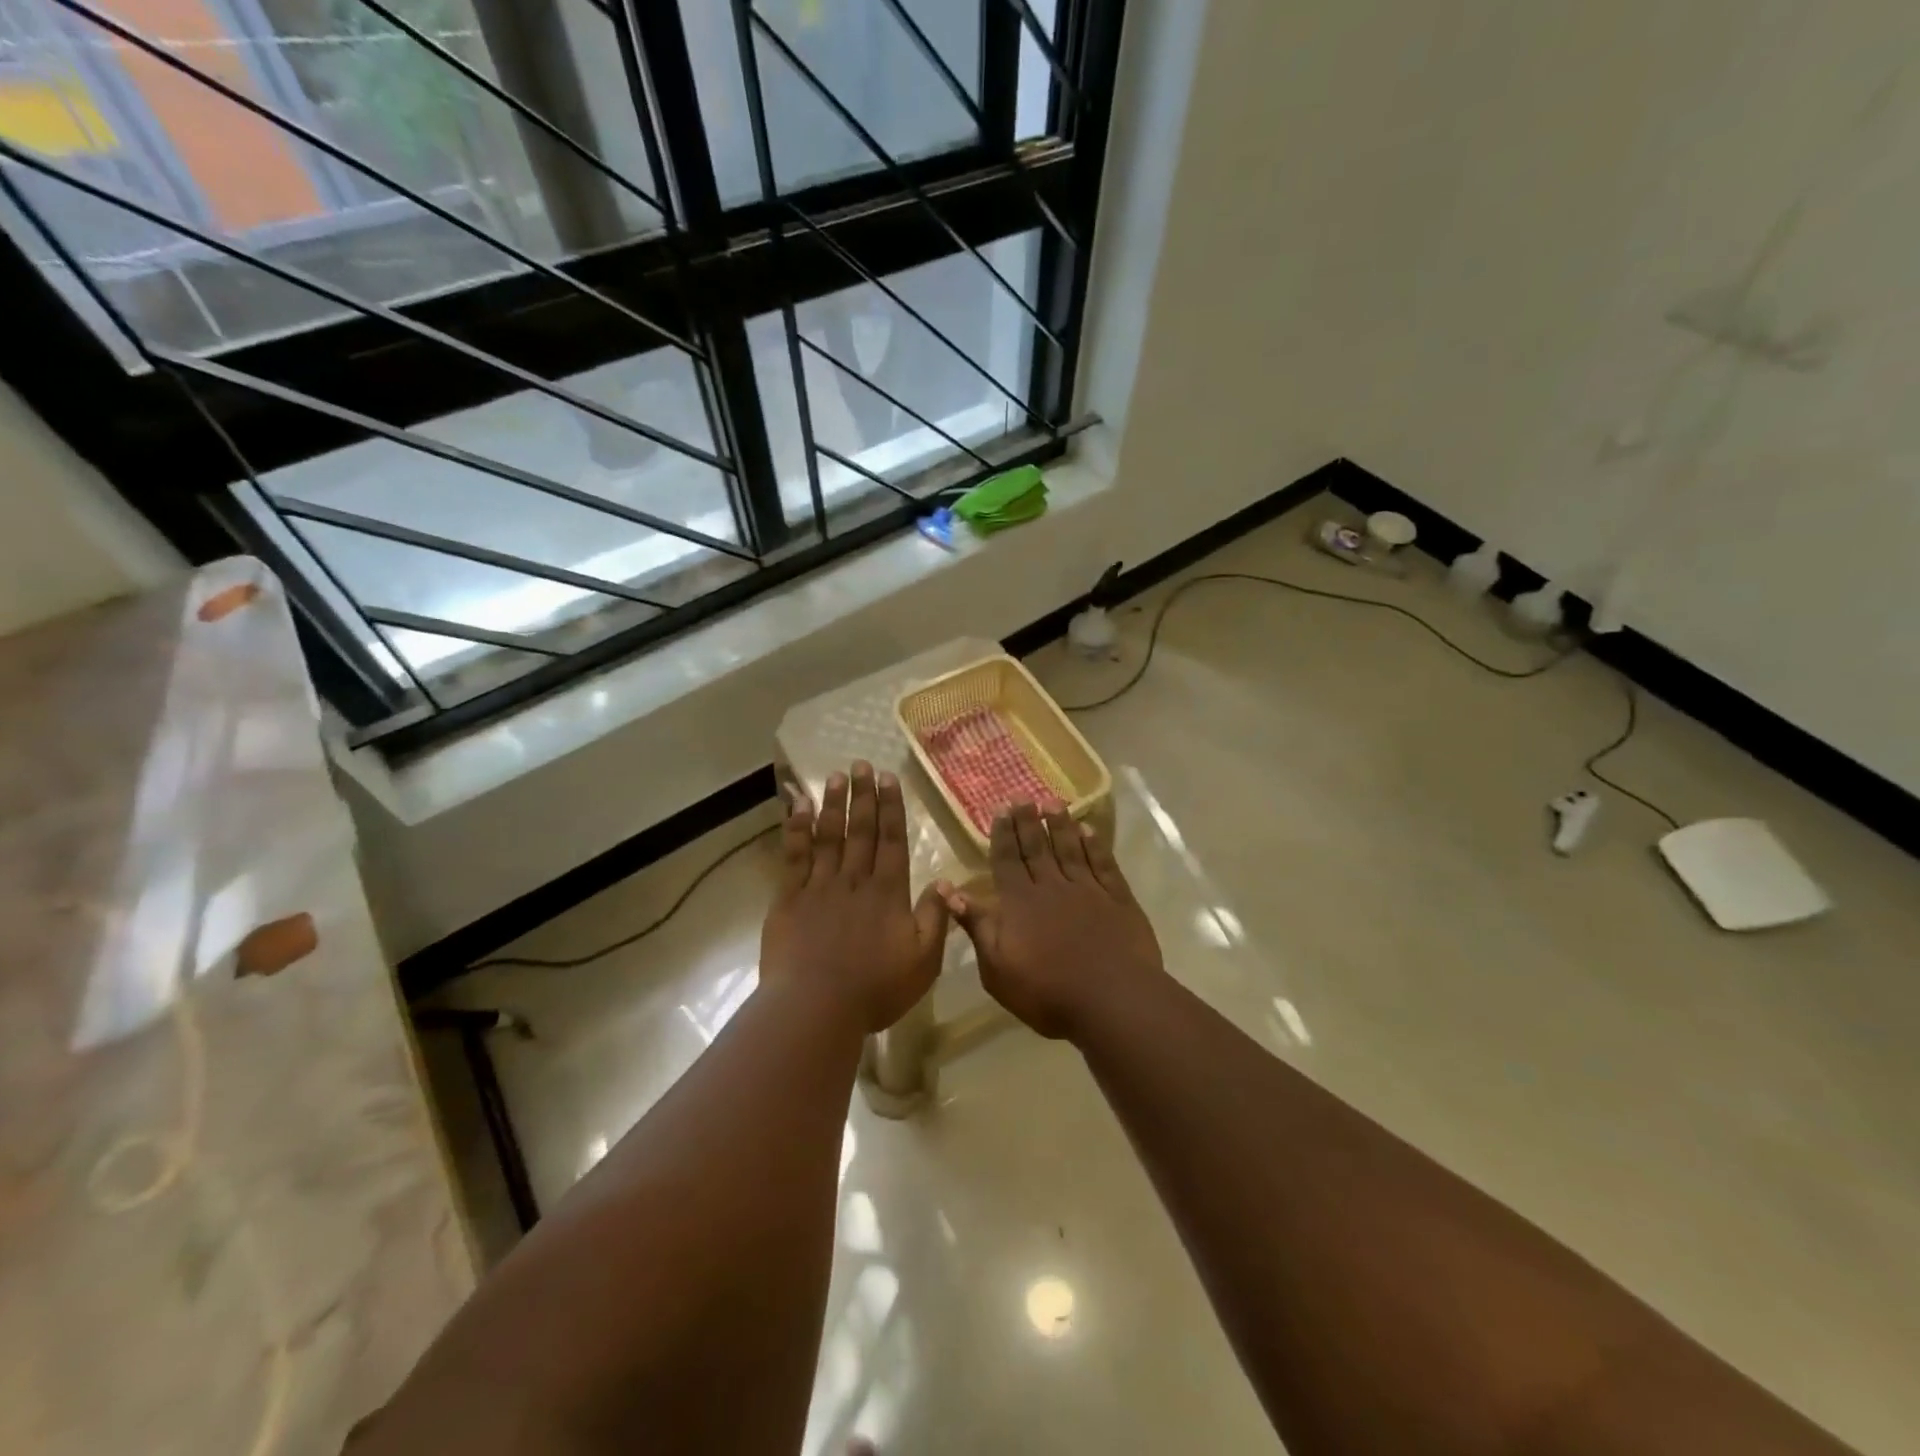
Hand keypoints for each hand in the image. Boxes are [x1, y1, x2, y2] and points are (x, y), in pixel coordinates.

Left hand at [760, 762, 950, 1033]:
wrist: (816, 1007)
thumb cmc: (875, 989)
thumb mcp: (923, 960)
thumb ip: (935, 918)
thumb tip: (946, 881)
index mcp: (888, 892)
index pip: (892, 840)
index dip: (891, 808)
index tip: (888, 779)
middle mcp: (855, 879)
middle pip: (860, 830)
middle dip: (863, 795)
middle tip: (862, 764)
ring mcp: (820, 886)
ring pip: (829, 836)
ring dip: (833, 804)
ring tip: (836, 776)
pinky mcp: (790, 898)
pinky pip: (794, 856)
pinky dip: (796, 829)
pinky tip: (798, 807)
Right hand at [943, 803, 1163, 1040]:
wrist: (1111, 999)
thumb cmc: (1047, 992)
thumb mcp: (997, 968)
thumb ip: (977, 926)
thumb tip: (949, 890)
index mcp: (1020, 902)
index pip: (1007, 860)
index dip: (1003, 833)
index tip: (1000, 808)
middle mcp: (1051, 887)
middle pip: (1037, 848)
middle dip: (1027, 820)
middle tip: (1022, 795)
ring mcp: (1087, 890)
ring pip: (1070, 849)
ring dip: (1060, 825)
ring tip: (1053, 802)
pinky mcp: (1117, 899)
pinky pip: (1103, 864)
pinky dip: (1095, 845)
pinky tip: (1089, 831)